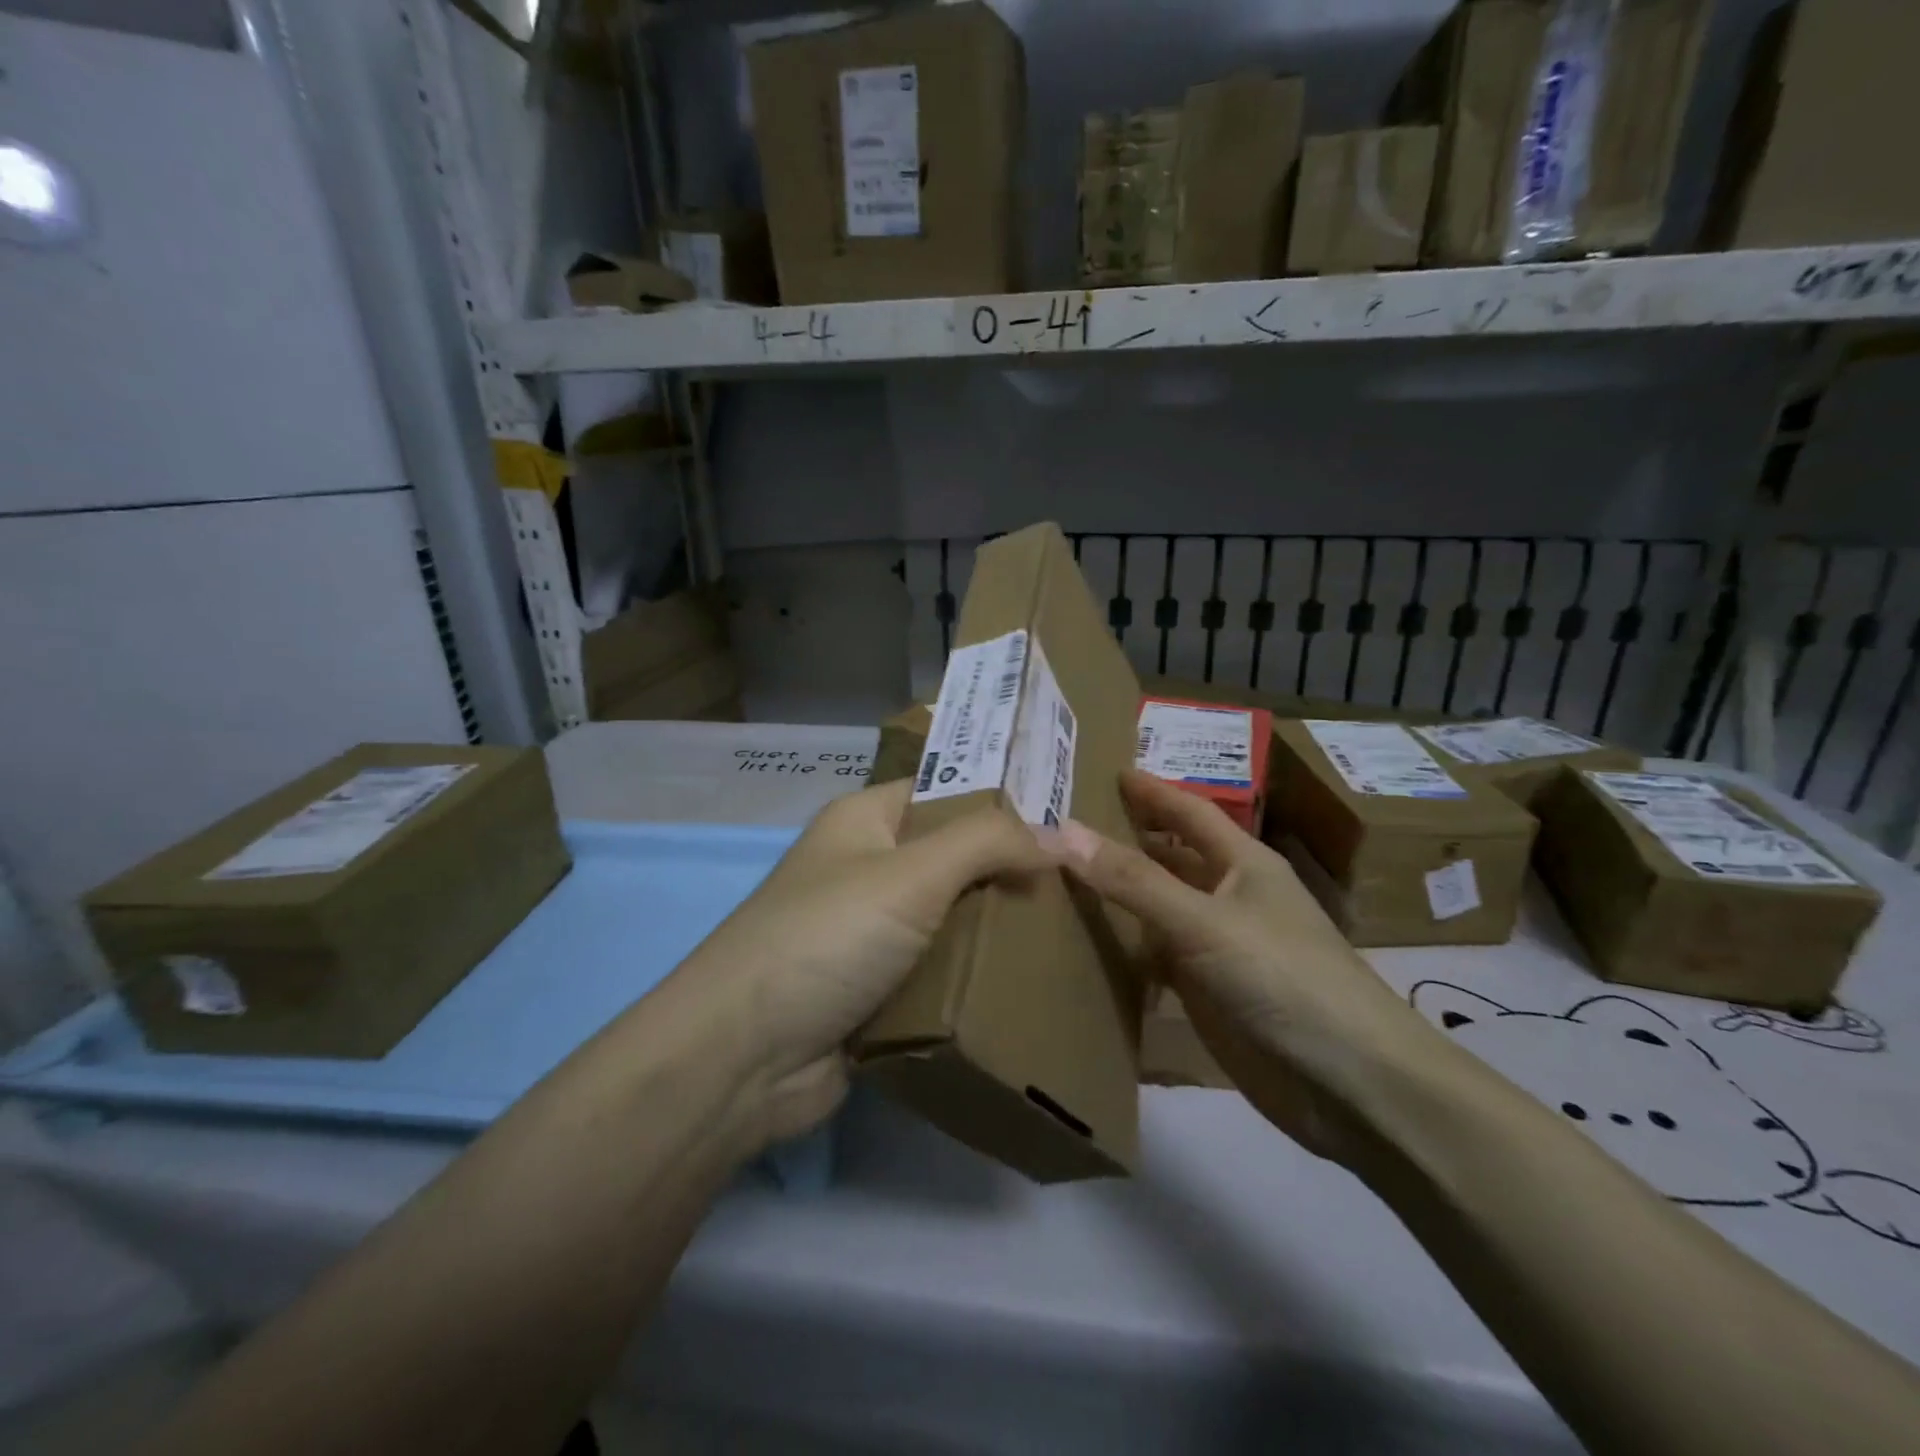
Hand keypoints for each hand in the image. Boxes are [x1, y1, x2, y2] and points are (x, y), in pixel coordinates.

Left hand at [683, 779, 1052, 1144]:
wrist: (742, 1058)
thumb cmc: (826, 939)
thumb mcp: (910, 873)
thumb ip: (987, 843)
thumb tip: (1058, 836)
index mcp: (865, 820)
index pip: (946, 792)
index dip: (1003, 803)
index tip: (1069, 823)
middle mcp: (866, 868)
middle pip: (954, 858)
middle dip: (1010, 872)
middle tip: (1081, 884)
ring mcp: (869, 933)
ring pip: (951, 918)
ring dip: (997, 930)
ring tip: (1071, 932)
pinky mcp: (875, 990)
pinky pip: (938, 971)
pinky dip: (974, 976)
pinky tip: (1029, 982)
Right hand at [1042, 770, 1442, 1163]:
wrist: (1352, 1085)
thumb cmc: (1284, 980)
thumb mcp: (1203, 922)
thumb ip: (1133, 880)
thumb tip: (1062, 831)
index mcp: (1243, 865)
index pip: (1189, 813)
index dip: (1152, 791)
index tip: (1109, 770)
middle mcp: (1231, 898)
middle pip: (1171, 858)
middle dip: (1128, 838)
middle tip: (1068, 823)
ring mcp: (1220, 948)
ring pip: (1161, 909)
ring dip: (1122, 895)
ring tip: (1062, 877)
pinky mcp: (1211, 994)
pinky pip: (1159, 958)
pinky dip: (1128, 949)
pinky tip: (1089, 946)